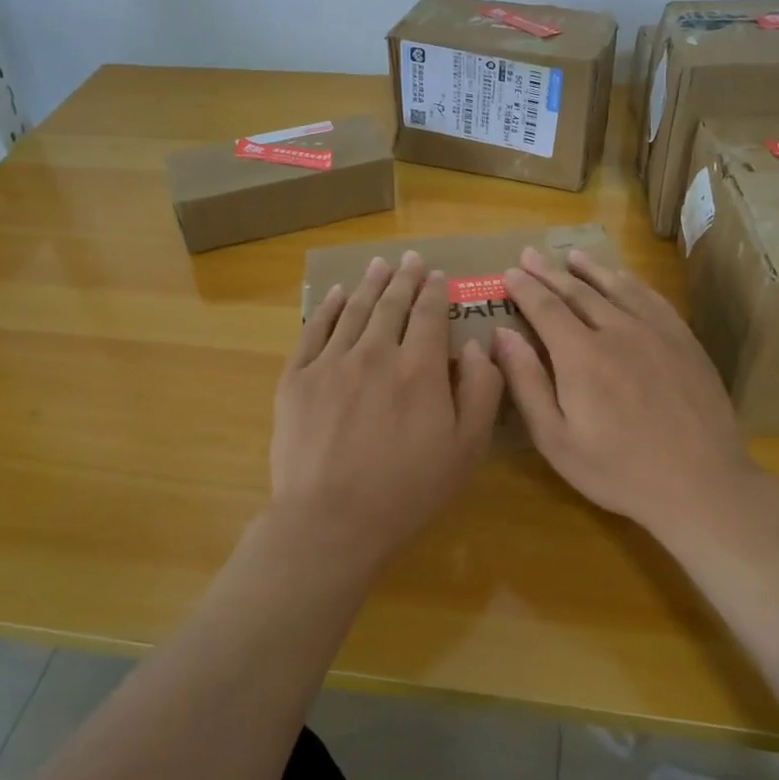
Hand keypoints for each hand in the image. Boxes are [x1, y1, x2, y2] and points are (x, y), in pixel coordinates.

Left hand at [271, 251, 504, 567]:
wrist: (331, 520)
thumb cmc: (407, 491)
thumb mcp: (467, 449)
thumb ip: (481, 391)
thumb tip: (477, 346)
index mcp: (420, 369)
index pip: (429, 315)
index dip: (434, 292)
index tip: (437, 275)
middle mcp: (376, 353)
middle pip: (391, 305)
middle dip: (403, 278)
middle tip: (409, 259)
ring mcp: (331, 363)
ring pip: (354, 311)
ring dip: (369, 284)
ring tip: (378, 265)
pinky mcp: (297, 379)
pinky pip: (314, 331)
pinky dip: (327, 308)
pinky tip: (335, 294)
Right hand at [490, 247, 761, 536]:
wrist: (700, 483)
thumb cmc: (618, 470)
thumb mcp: (556, 439)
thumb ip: (526, 383)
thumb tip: (501, 335)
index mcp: (580, 355)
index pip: (545, 307)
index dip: (524, 288)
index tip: (509, 273)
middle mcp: (616, 330)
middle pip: (577, 291)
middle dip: (549, 272)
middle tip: (530, 255)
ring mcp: (656, 332)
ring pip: (616, 287)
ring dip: (590, 269)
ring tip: (572, 256)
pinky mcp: (684, 341)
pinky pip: (652, 298)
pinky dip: (631, 282)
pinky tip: (624, 279)